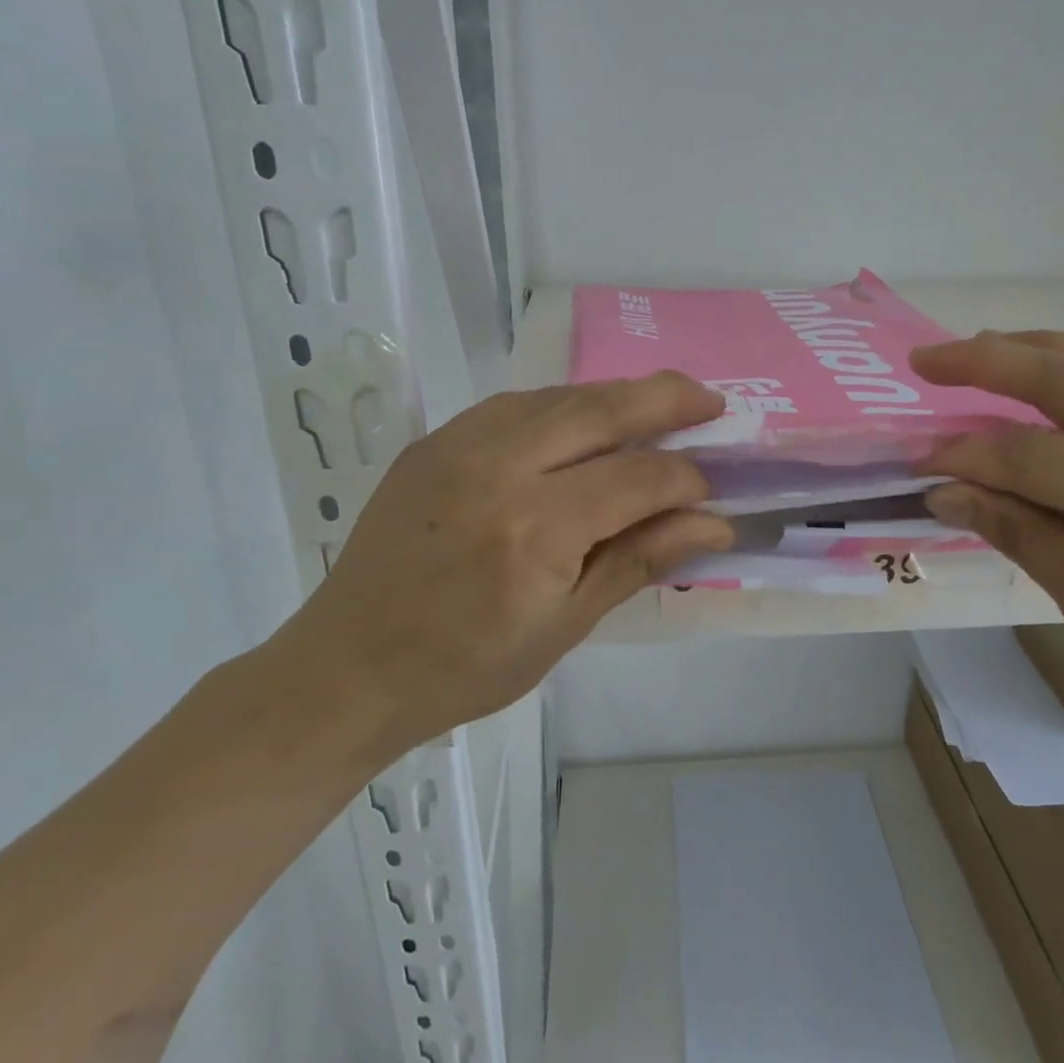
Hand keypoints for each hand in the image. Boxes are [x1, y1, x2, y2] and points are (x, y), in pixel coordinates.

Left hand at [274, 374, 732, 749]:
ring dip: (615, 396)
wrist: (350, 666)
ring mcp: (459, 445)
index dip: (686, 478)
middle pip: (602, 410)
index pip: (639, 476)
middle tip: (710, 402)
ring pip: (559, 395)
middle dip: (666, 399)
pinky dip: (562, 404)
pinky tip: (583, 418)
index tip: (713, 491)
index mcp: (536, 529)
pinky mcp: (434, 440)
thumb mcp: (565, 627)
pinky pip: (515, 404)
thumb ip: (639, 560)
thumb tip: (713, 523)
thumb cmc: (465, 667)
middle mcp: (499, 467)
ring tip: (658, 404)